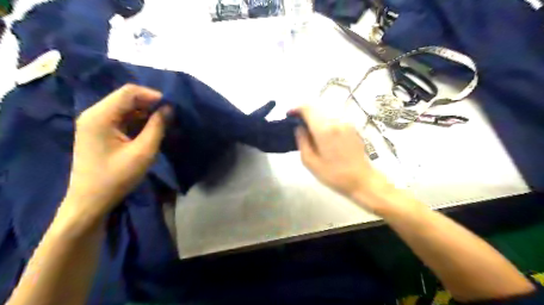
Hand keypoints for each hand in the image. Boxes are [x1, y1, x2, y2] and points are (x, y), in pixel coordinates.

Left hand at [61, 85, 169, 219]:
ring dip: (146, 112)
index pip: (129, 92)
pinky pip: (122, 118)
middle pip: (126, 98)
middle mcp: (95, 114)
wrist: (91, 201)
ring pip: (126, 108)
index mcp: (100, 116)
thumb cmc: (116, 177)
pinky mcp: (100, 131)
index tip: (173, 106)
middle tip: (171, 115)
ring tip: (165, 122)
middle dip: (151, 104)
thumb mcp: (143, 152)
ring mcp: (95, 122)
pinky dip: (139, 120)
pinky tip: (152, 129)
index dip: (153, 95)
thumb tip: (169, 108)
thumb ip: (157, 127)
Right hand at [294, 106, 397, 213]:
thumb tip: (298, 127)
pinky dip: (325, 122)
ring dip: (315, 118)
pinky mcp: (352, 126)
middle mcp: (336, 121)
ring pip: (325, 113)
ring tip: (309, 132)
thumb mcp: (310, 162)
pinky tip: (323, 135)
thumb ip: (302, 141)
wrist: (361, 180)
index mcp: (324, 129)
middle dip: (304, 114)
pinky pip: (334, 119)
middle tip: (297, 125)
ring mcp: (346, 122)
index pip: (307, 108)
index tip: (289, 115)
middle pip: (316, 108)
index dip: (296, 109)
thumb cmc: (333, 174)